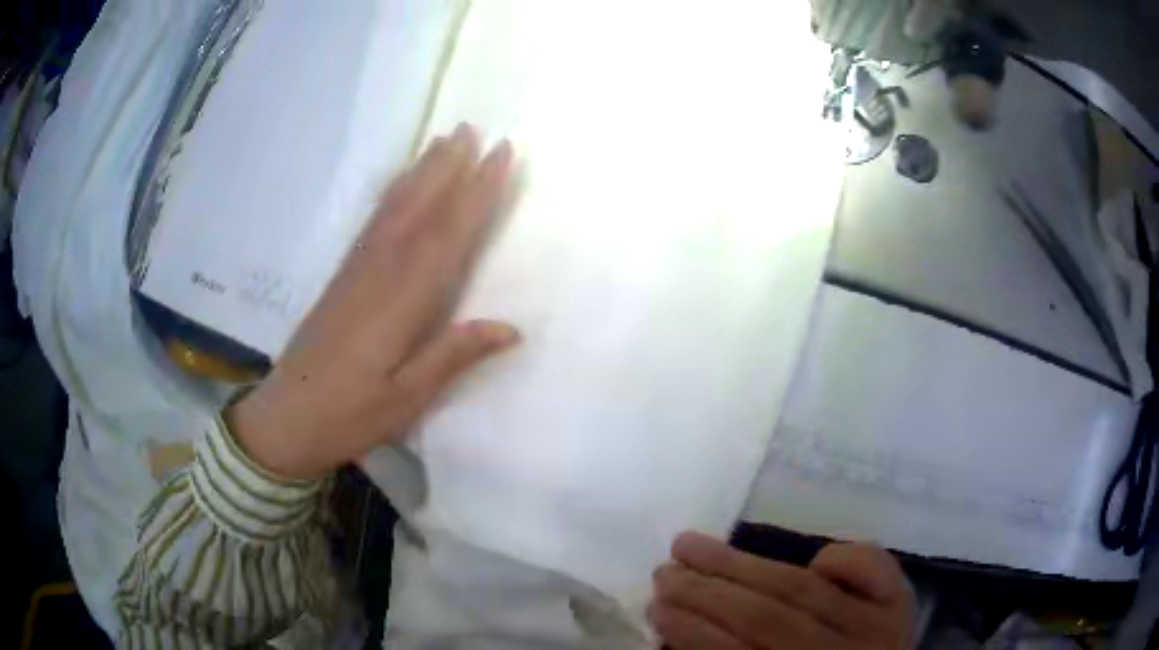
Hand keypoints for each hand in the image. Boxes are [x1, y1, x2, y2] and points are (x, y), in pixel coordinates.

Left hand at [228, 124, 518, 479]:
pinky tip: (401, 182)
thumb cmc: (348, 415)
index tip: (501, 156)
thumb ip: (453, 356)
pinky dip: (392, 193)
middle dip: (449, 166)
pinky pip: (373, 222)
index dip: (477, 193)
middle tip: (473, 128)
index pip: (447, 235)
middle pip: (420, 208)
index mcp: (400, 302)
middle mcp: (379, 272)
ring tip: (443, 139)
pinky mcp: (342, 276)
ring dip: (422, 170)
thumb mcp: (406, 399)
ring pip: (395, 208)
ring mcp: (356, 270)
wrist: (285, 418)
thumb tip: (511, 328)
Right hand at [651, 532, 914, 649]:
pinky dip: (841, 558)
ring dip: (742, 564)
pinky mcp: (901, 601)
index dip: (693, 631)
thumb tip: (682, 625)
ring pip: (804, 589)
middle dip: (707, 591)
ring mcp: (878, 627)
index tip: (657, 608)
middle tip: (665, 571)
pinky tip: (814, 558)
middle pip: (768, 616)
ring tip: (693, 545)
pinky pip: (871, 567)